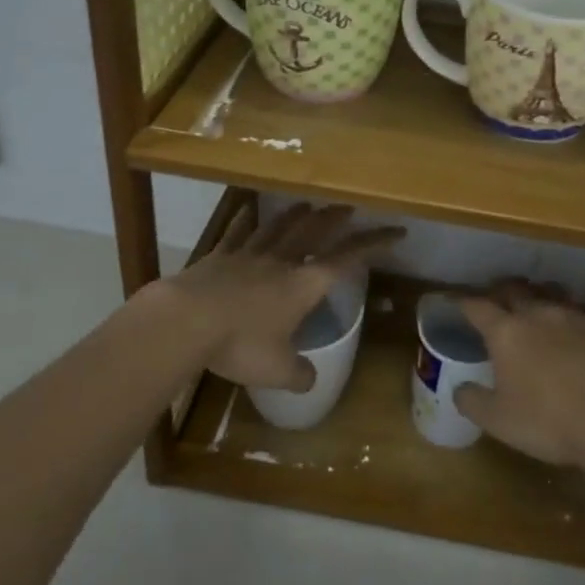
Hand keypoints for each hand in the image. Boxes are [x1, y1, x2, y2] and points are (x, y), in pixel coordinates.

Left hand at [150, 202, 403, 391]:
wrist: (187, 320)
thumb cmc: (240, 343)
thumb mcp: (276, 370)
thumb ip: (299, 374)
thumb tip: (310, 380)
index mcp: (303, 284)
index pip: (348, 258)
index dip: (374, 244)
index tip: (396, 232)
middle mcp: (280, 261)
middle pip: (313, 231)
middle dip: (334, 219)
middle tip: (349, 207)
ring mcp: (248, 255)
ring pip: (278, 227)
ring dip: (295, 215)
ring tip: (307, 204)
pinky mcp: (219, 257)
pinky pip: (237, 233)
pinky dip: (245, 220)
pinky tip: (247, 210)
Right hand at [452, 282, 584, 466]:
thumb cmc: (546, 420)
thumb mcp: (497, 420)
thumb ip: (472, 400)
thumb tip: (460, 388)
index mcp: (505, 332)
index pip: (476, 306)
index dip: (464, 302)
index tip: (456, 301)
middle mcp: (535, 313)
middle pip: (513, 289)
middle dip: (501, 291)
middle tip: (496, 299)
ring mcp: (570, 314)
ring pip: (549, 291)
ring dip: (538, 295)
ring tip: (536, 304)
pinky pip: (581, 308)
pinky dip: (572, 312)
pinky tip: (574, 324)